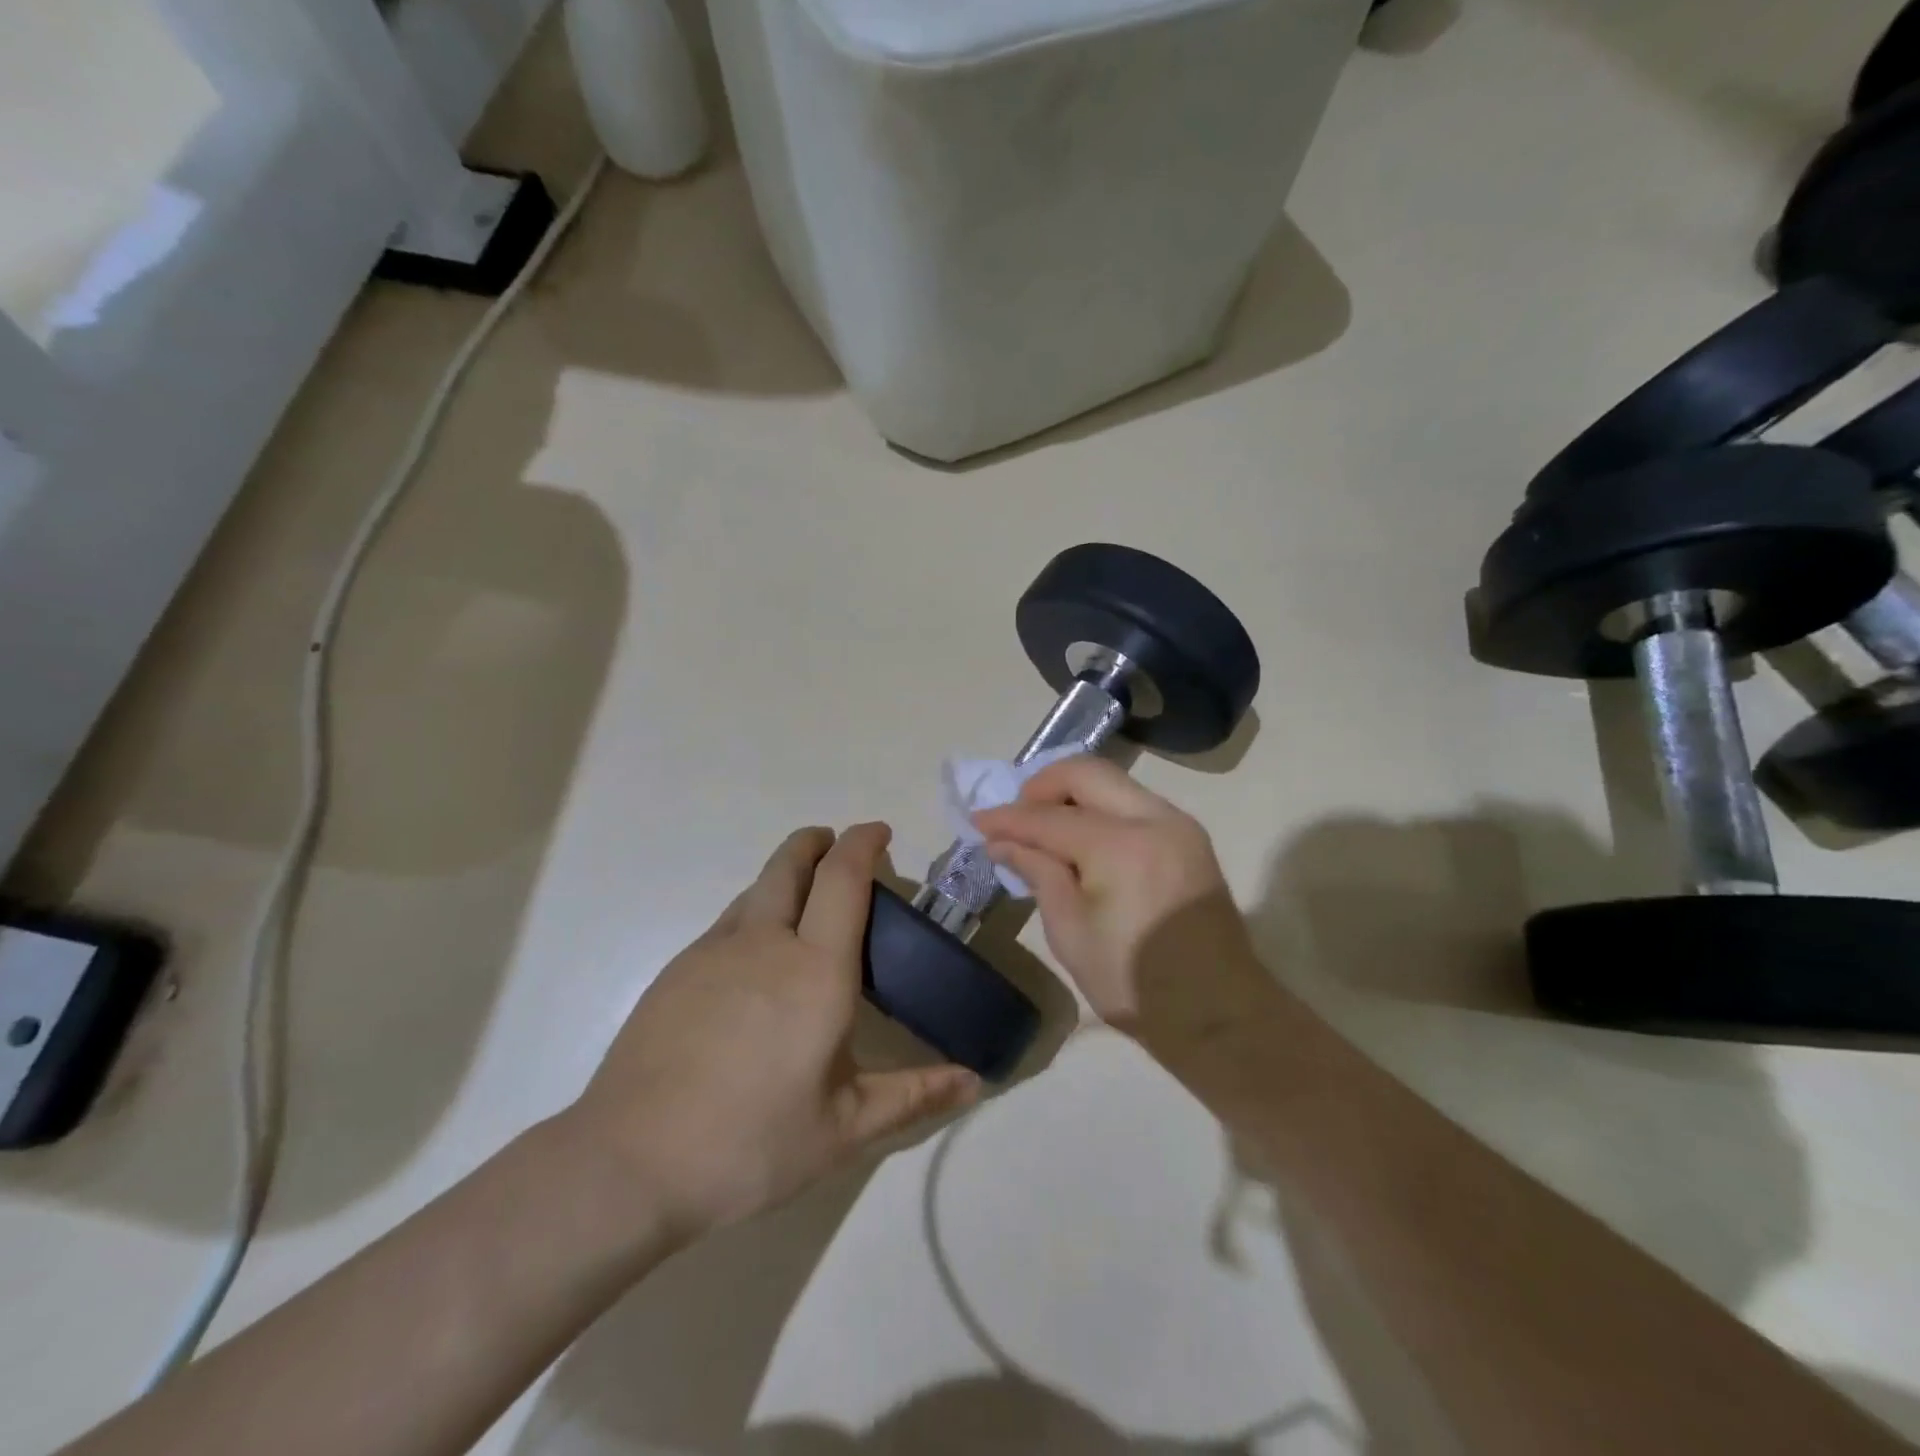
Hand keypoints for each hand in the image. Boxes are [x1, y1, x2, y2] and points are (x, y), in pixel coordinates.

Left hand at [563, 824, 979, 1243]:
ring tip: (803, 901)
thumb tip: (975, 1080)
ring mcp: (713, 951)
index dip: (864, 843)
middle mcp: (765, 942)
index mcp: (816, 970)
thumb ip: (913, 1096)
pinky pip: (728, 921)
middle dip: (818, 841)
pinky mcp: (677, 970)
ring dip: (785, 874)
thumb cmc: (749, 1144)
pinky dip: (755, 912)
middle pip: (791, 862)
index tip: (879, 832)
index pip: (844, 878)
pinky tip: (756, 959)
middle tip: (837, 847)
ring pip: (756, 888)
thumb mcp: (844, 1129)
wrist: (628, 1164)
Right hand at [974, 758, 1270, 1039]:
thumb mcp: (1071, 932)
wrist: (1218, 1014)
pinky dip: (1100, 808)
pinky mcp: (1189, 837)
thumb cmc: (1134, 982)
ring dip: (1072, 794)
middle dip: (1042, 785)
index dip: (1009, 819)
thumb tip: (1002, 842)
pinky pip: (1134, 803)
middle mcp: (1154, 818)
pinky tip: (1081, 837)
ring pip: (1113, 782)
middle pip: (1086, 773)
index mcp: (1121, 845)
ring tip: (1043, 826)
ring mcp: (1178, 824)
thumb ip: (1039, 873)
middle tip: (1015, 815)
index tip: (977, 821)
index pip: (1050, 818)